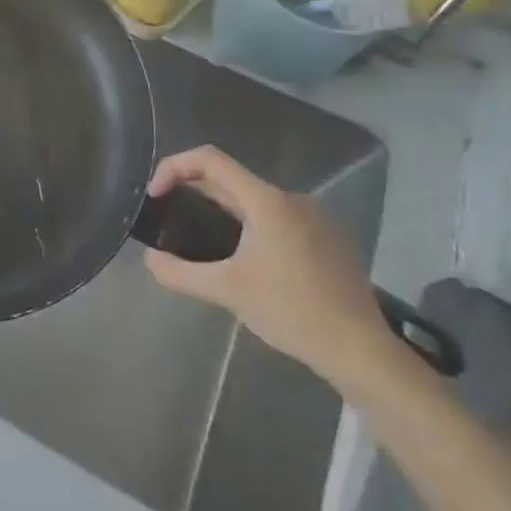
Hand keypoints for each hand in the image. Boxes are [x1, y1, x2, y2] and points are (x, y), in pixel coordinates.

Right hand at [143, 146, 397, 388]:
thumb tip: (150, 259)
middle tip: (169, 216)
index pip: (209, 159)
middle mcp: (292, 198)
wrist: (361, 350)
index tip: (156, 195)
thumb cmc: (291, 312)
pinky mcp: (329, 237)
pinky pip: (278, 216)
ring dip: (222, 209)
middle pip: (231, 179)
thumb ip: (179, 272)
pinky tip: (246, 259)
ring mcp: (316, 217)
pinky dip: (251, 224)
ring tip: (202, 240)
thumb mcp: (226, 292)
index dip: (174, 167)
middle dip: (193, 191)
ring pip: (255, 199)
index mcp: (267, 201)